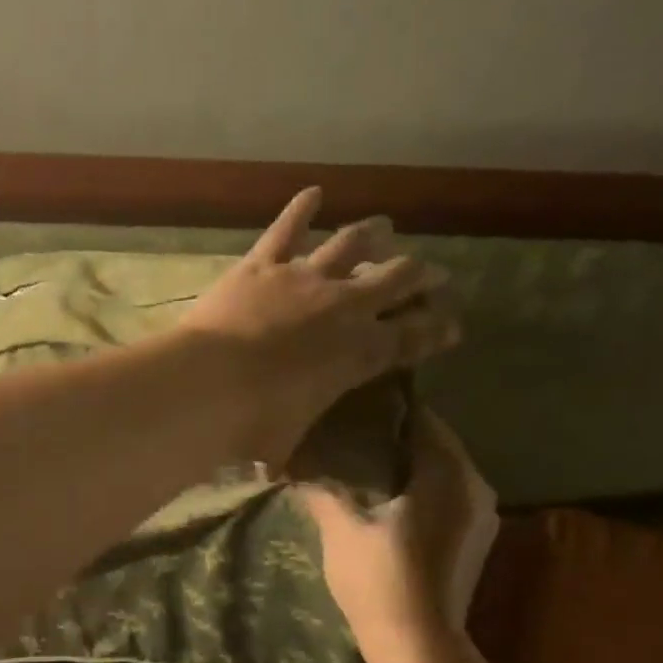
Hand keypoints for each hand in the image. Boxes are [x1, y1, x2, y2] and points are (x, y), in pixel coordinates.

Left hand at [178, 189, 458, 465]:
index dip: (437, 330)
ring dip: (374, 235)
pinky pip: (287, 227)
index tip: (453, 325)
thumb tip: (279, 470)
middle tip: (434, 274)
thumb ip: (291, 450)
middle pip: (397, 280)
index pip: (413, 338)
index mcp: (358, 354)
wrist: (208, 384)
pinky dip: (301, 208)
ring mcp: (304, 278)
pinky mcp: (263, 263)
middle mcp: (343, 307)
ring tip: (387, 228)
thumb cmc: (254, 424)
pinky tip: (313, 192)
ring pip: (352, 243)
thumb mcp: (286, 445)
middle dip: (421, 276)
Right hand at [300, 411, 499, 658]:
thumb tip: (297, 465)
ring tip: (364, 468)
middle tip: (351, 437)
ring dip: (408, 467)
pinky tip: (388, 503)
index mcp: (448, 472)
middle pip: (433, 445)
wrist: (418, 646)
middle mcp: (476, 485)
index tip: (351, 409)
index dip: (384, 411)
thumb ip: (323, 489)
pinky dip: (421, 492)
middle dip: (394, 440)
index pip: (420, 419)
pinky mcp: (476, 541)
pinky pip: (447, 498)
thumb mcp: (341, 529)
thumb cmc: (380, 580)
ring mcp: (482, 516)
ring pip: (442, 473)